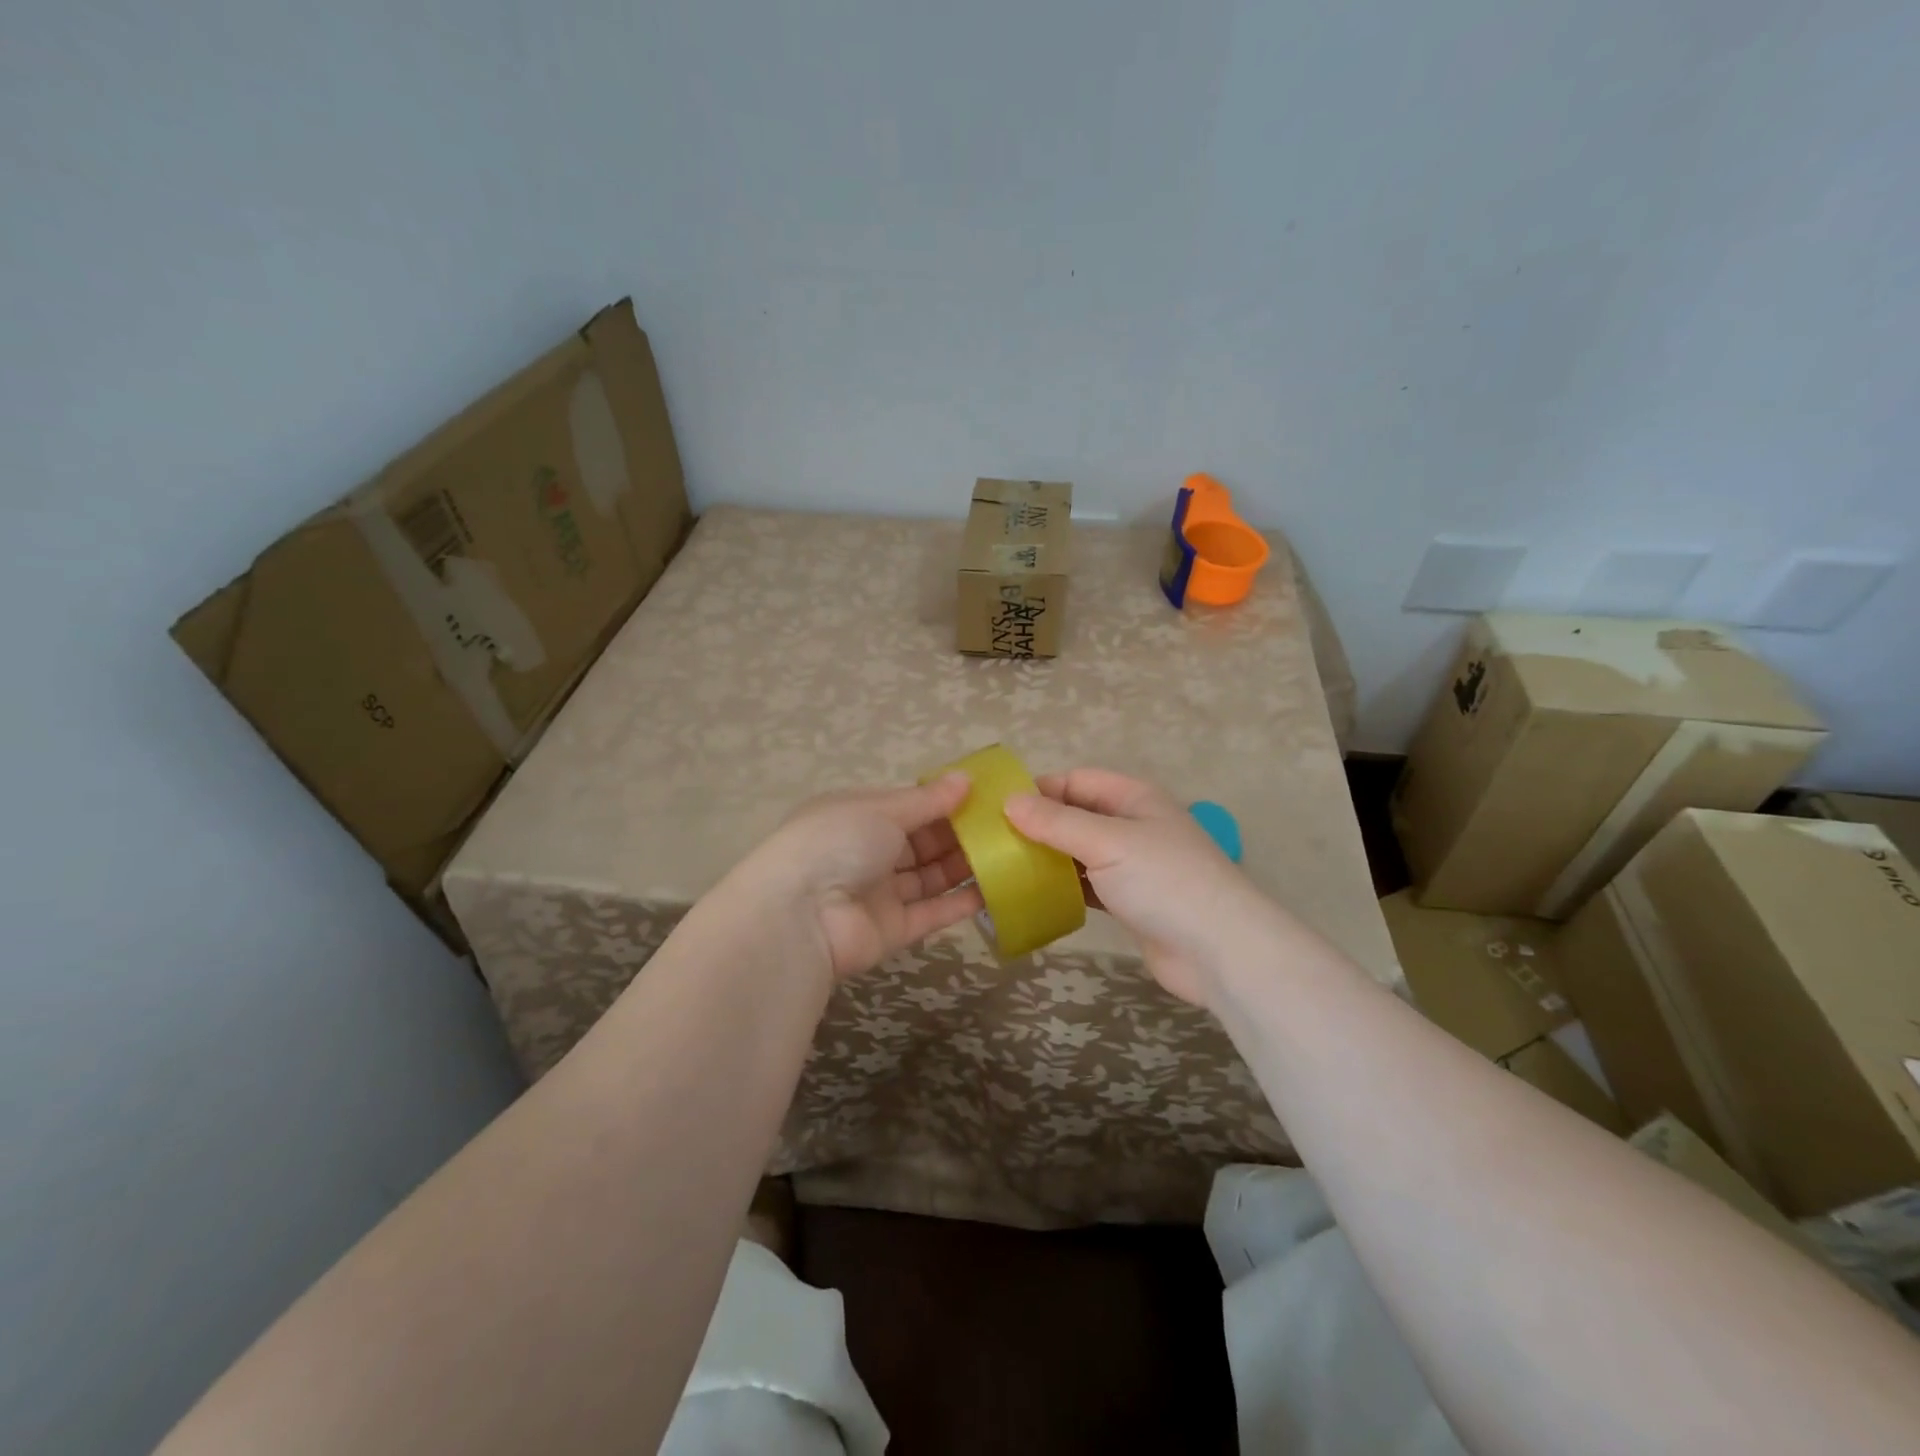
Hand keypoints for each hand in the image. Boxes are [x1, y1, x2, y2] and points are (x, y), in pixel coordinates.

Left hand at [737, 773, 983, 982]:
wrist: (800, 915)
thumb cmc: (838, 842)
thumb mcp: (882, 810)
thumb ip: (927, 800)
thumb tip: (966, 779)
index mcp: (858, 816)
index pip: (908, 806)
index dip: (943, 802)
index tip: (984, 797)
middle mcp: (869, 853)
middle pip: (922, 842)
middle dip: (959, 834)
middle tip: (1004, 826)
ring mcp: (881, 893)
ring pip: (930, 877)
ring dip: (964, 867)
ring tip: (1007, 854)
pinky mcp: (893, 931)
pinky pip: (932, 913)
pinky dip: (960, 903)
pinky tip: (994, 890)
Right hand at [1004, 768, 1270, 1007]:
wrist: (1219, 951)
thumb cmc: (1165, 881)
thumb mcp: (1107, 842)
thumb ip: (1057, 822)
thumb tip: (1009, 802)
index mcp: (1134, 798)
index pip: (1077, 780)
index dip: (1039, 789)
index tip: (997, 808)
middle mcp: (1133, 825)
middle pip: (1077, 815)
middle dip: (1039, 825)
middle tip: (993, 842)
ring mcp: (1133, 866)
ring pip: (1080, 852)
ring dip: (1048, 858)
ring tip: (1004, 868)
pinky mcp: (1130, 902)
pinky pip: (1088, 885)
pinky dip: (1064, 887)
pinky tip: (1034, 896)